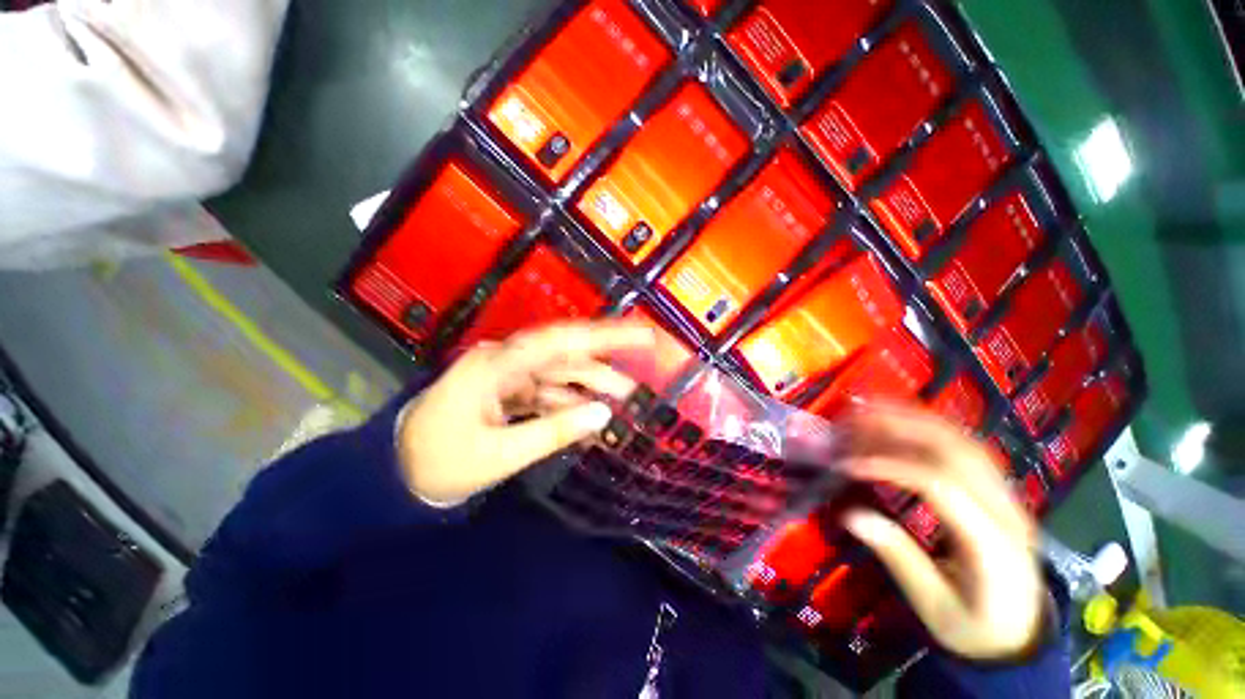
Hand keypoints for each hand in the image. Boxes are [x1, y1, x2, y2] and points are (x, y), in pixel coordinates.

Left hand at [396, 321, 653, 504]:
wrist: (393, 473)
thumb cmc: (439, 463)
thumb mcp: (501, 454)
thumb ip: (555, 431)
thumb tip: (604, 414)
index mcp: (497, 365)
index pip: (562, 341)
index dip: (605, 335)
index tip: (641, 334)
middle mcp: (505, 360)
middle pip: (565, 353)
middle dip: (605, 360)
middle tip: (642, 367)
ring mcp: (507, 374)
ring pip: (560, 372)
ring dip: (591, 385)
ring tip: (624, 398)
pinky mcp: (508, 390)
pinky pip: (547, 391)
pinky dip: (569, 403)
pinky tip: (590, 416)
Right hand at [840, 407, 1046, 660]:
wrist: (1023, 636)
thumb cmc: (976, 628)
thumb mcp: (934, 606)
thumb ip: (898, 557)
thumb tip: (850, 514)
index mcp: (992, 543)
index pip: (941, 487)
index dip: (891, 467)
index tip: (848, 464)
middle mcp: (1007, 510)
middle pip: (956, 452)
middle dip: (900, 427)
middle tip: (854, 418)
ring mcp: (1008, 496)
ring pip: (964, 442)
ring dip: (914, 419)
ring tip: (871, 408)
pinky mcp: (999, 492)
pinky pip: (966, 448)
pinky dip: (930, 428)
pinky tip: (902, 422)